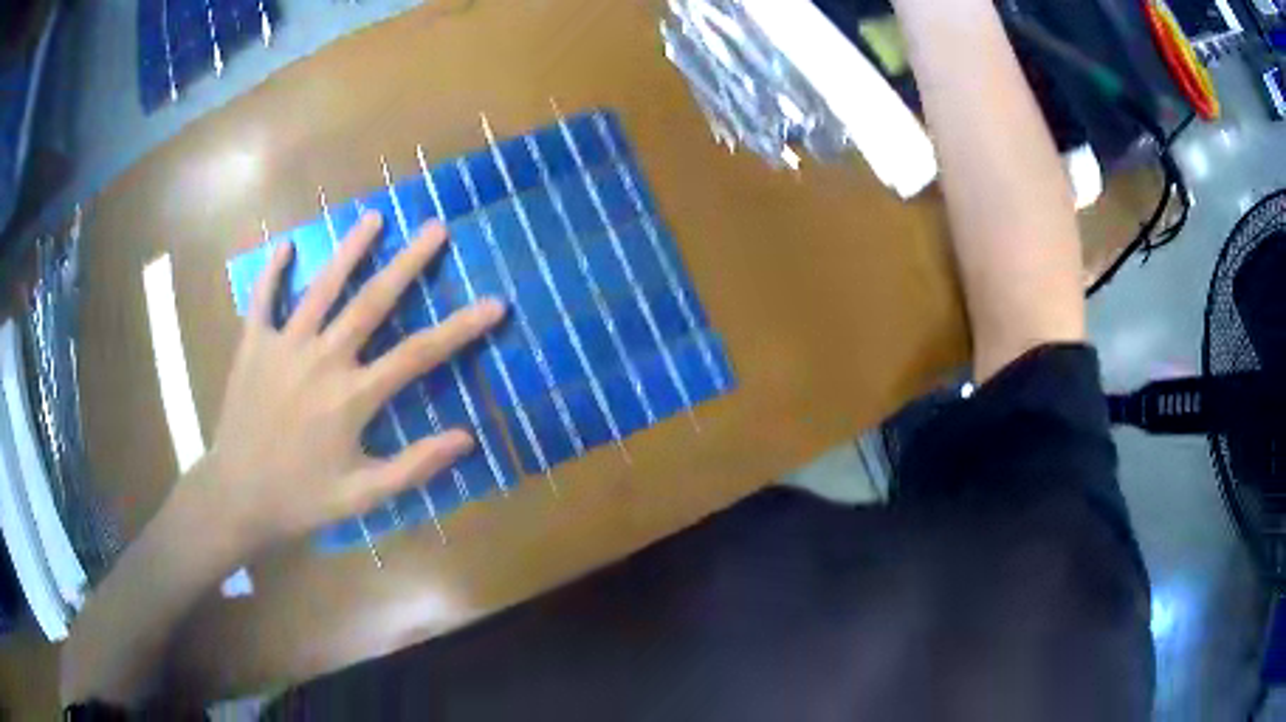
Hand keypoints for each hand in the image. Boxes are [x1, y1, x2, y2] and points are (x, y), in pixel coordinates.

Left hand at [199, 212, 504, 553]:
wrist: (237, 497)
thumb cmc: (302, 498)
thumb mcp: (363, 496)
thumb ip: (413, 465)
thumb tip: (467, 438)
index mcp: (352, 396)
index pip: (418, 354)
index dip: (461, 328)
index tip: (495, 303)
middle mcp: (322, 359)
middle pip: (372, 301)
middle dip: (408, 262)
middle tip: (435, 227)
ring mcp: (284, 346)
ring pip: (321, 288)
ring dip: (349, 250)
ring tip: (373, 217)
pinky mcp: (253, 346)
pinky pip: (263, 300)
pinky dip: (273, 272)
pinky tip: (286, 247)